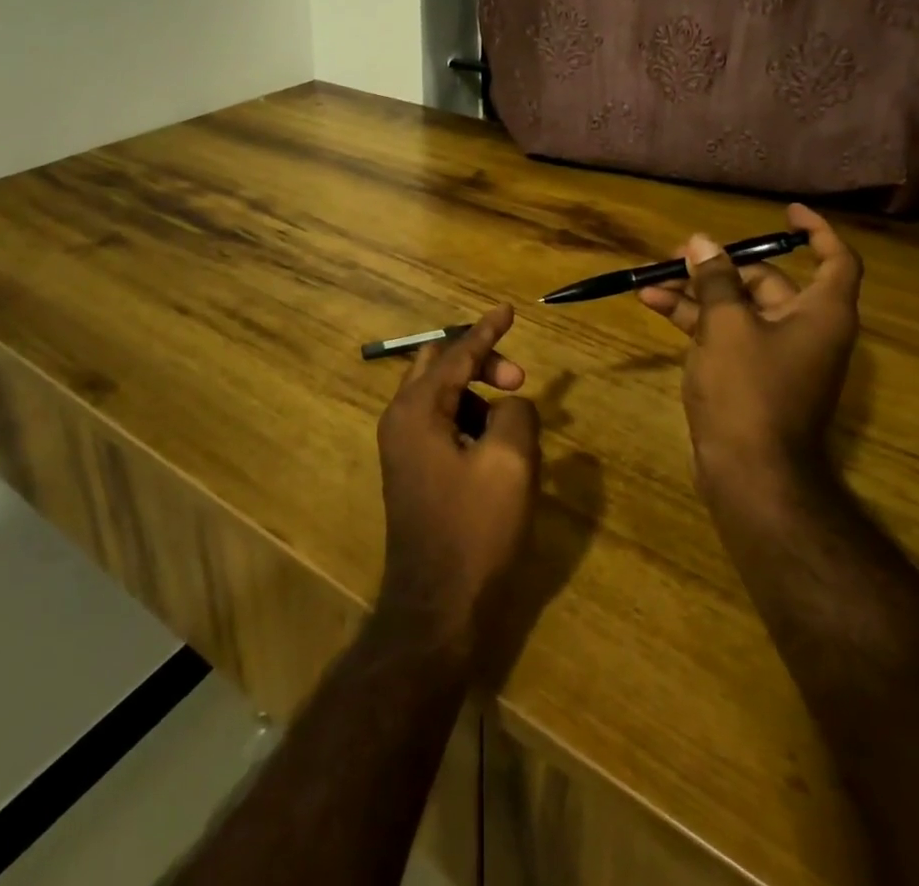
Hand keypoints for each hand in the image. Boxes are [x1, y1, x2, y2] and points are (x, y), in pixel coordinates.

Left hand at [374, 305, 541, 666]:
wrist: (436, 609)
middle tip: (518, 378)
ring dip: (477, 395)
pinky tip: (496, 446)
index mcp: (417, 409)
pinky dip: (469, 420)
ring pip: (441, 397)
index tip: (508, 309)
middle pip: (440, 367)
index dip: (487, 330)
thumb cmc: (474, 531)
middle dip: (480, 362)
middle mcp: (400, 420)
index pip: (456, 354)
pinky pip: (441, 425)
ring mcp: (402, 448)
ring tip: (514, 420)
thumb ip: (515, 413)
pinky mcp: (412, 472)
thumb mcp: (509, 462)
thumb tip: (511, 405)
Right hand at [638, 203, 862, 518]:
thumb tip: (703, 243)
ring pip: (739, 308)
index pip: (835, 260)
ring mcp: (778, 356)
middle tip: (680, 252)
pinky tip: (655, 306)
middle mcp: (806, 330)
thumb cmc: (749, 390)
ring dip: (698, 293)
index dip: (816, 231)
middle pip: (770, 282)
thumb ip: (715, 280)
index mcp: (821, 313)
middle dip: (723, 265)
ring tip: (652, 278)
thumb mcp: (727, 325)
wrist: (751, 473)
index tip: (786, 213)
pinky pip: (727, 334)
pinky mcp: (752, 377)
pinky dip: (696, 320)